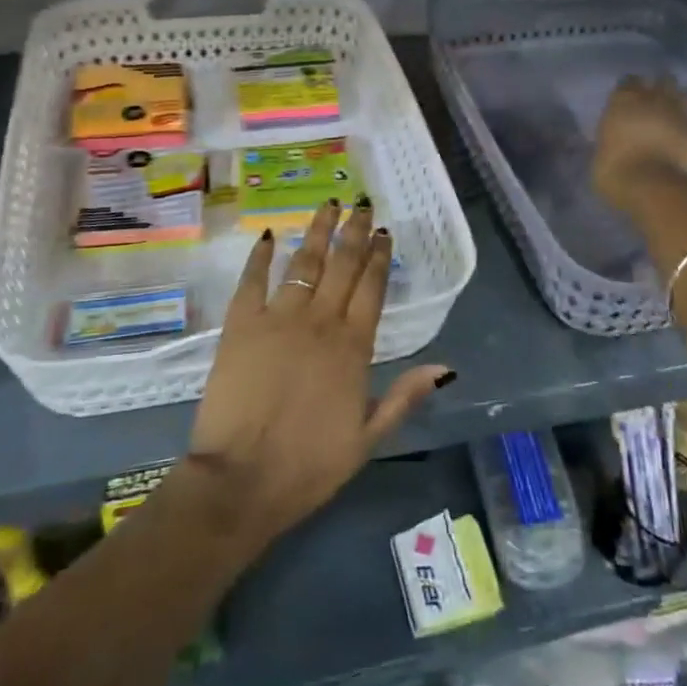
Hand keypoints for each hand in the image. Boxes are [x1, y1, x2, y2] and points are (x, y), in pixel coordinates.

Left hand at [178, 200, 451, 555]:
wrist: (242, 480)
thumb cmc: (309, 465)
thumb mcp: (368, 437)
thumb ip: (405, 396)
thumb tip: (445, 367)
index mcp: (353, 346)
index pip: (372, 288)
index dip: (380, 257)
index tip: (385, 232)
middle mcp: (320, 321)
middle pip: (342, 265)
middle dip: (354, 232)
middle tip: (362, 205)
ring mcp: (278, 318)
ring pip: (304, 261)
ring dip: (318, 231)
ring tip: (328, 205)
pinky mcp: (241, 324)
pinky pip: (252, 280)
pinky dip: (260, 256)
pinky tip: (267, 235)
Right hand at [591, 75, 686, 210]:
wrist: (650, 186)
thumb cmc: (613, 169)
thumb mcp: (601, 152)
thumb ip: (612, 139)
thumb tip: (616, 142)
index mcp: (625, 100)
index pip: (629, 81)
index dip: (631, 89)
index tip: (630, 100)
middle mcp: (656, 99)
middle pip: (666, 80)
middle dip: (665, 88)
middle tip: (661, 103)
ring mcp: (684, 116)